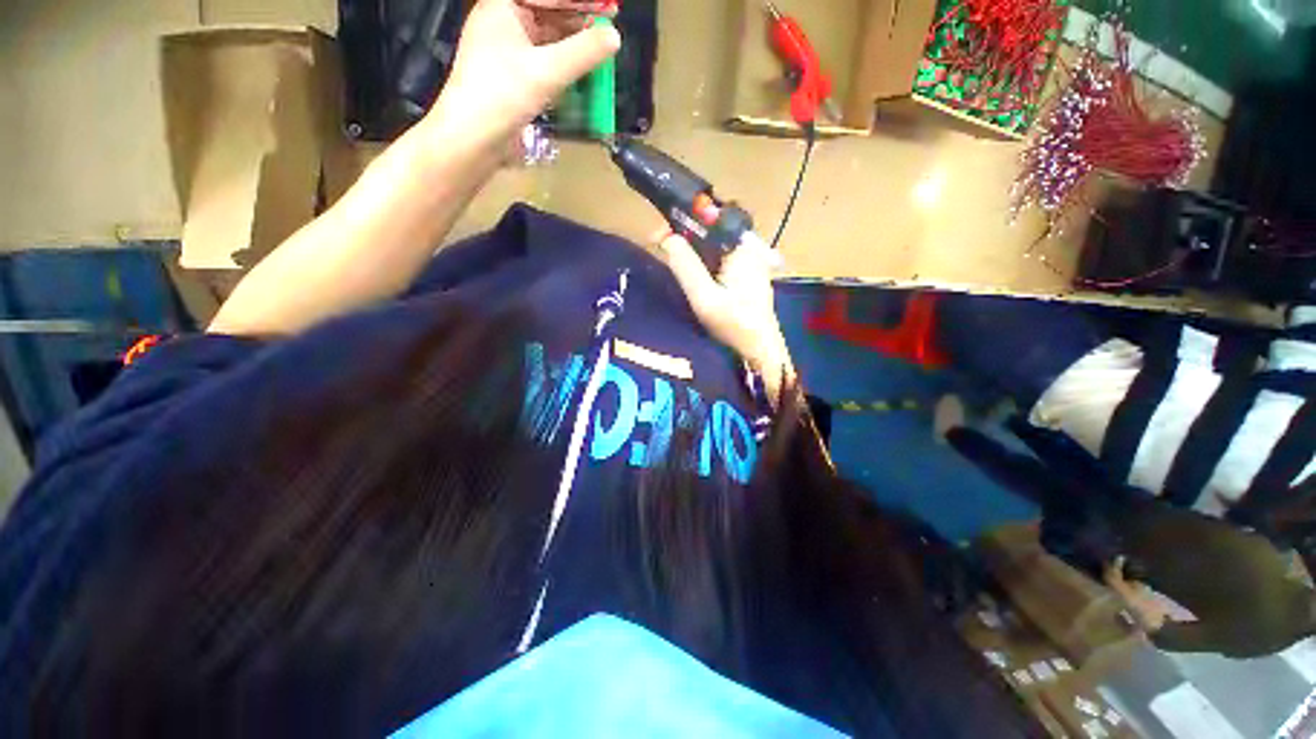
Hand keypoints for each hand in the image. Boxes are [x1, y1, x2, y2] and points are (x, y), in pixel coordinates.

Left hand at [425, 0, 620, 151]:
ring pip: (546, 40)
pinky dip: (561, 67)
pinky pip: (542, 62)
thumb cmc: (502, 95)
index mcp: (503, 6)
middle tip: (606, 32)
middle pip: (547, 14)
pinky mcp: (511, 78)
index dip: (579, 3)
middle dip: (577, 22)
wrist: (472, 138)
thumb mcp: (547, 72)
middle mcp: (503, 23)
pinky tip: (579, 75)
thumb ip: (583, 53)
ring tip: (598, 55)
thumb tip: (614, 37)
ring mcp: (506, 51)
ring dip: (572, 47)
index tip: (608, 9)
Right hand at [659, 232, 794, 404]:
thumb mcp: (704, 298)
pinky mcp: (748, 271)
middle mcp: (749, 246)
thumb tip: (667, 238)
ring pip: (715, 242)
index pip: (710, 218)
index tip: (658, 236)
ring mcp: (751, 259)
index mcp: (743, 247)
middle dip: (685, 234)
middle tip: (659, 245)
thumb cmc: (734, 324)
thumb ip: (685, 267)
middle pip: (712, 228)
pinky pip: (721, 255)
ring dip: (693, 246)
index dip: (681, 221)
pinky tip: (692, 269)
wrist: (760, 348)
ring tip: (670, 254)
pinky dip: (704, 258)